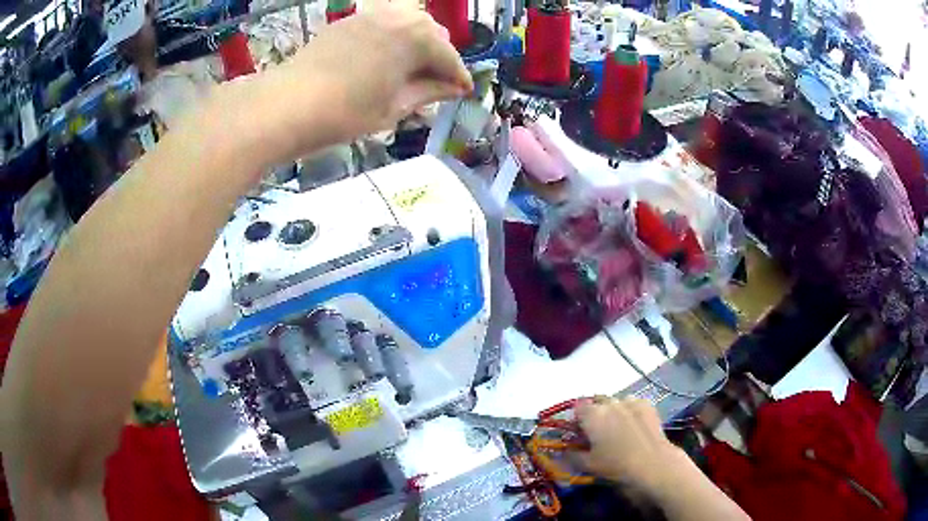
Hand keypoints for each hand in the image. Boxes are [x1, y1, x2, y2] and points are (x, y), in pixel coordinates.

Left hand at [251, 1, 472, 156]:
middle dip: (439, 59)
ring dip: (417, 46)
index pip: (450, 58)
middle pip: (433, 35)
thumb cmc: (347, 112)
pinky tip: (384, 60)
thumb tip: (454, 88)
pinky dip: (393, 40)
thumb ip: (429, 92)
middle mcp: (401, 16)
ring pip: (409, 25)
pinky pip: (385, 24)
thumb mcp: (395, 107)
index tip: (463, 93)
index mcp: (419, 37)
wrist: (288, 104)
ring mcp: (372, 15)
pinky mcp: (350, 20)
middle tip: (435, 86)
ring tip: (410, 72)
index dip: (458, 78)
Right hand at [575, 397, 687, 494]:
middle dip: (595, 413)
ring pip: (616, 402)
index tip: (580, 433)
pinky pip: (633, 404)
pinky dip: (630, 411)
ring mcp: (630, 401)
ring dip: (613, 411)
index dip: (577, 419)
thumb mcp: (588, 465)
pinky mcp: (647, 405)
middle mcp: (610, 403)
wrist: (652, 462)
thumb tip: (565, 451)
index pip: (577, 407)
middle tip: (598, 433)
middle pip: (597, 402)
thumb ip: (572, 455)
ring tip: (618, 429)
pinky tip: (634, 426)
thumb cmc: (616, 465)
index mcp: (592, 415)